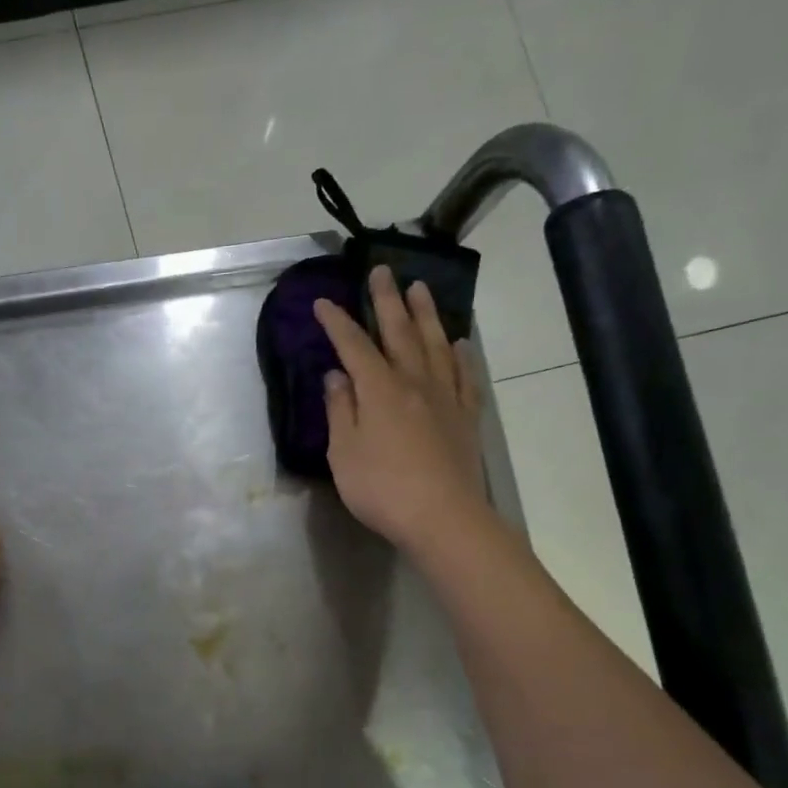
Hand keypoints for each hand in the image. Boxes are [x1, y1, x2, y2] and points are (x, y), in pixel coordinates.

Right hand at [314, 267, 487, 557]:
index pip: (354, 346)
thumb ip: (341, 410)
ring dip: (426, 314)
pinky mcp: (465, 416)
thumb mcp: (344, 452)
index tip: (323, 303)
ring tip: (420, 289)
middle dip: (387, 300)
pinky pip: (465, 376)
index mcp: (378, 389)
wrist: (442, 517)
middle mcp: (414, 382)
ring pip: (435, 344)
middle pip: (399, 332)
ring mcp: (445, 397)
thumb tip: (337, 376)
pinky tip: (458, 343)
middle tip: (381, 271)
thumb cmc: (381, 488)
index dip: (337, 323)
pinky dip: (460, 355)